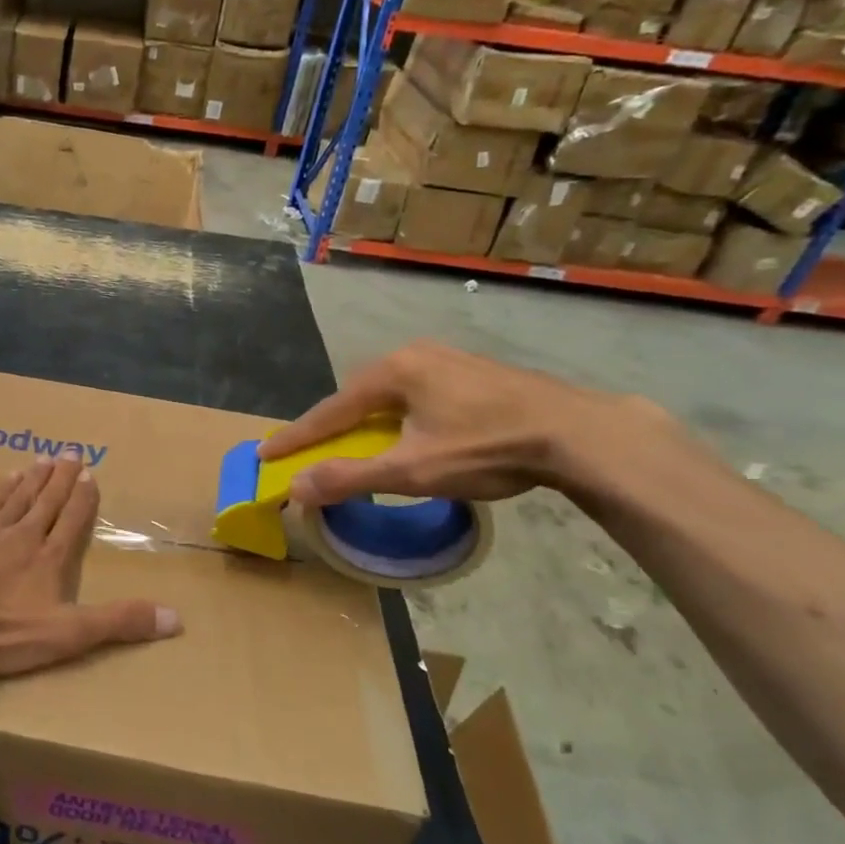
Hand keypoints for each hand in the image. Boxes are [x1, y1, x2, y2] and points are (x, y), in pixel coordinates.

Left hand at [0, 456, 180, 677]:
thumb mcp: (66, 635)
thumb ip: (118, 623)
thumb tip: (178, 618)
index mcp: (48, 557)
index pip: (72, 519)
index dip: (83, 497)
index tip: (90, 472)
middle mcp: (21, 535)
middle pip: (46, 500)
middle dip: (61, 478)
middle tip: (71, 451)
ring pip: (16, 497)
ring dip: (33, 478)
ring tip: (43, 459)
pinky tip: (3, 481)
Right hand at [258, 341, 654, 505]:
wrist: (580, 433)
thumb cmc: (488, 447)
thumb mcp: (413, 469)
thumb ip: (350, 477)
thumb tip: (295, 488)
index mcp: (393, 371)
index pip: (330, 410)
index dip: (296, 437)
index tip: (264, 455)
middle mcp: (414, 355)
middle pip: (358, 397)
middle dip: (333, 426)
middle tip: (313, 452)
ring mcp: (447, 359)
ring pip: (390, 395)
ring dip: (369, 423)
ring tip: (360, 447)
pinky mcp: (473, 372)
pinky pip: (418, 394)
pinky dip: (400, 418)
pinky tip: (411, 434)